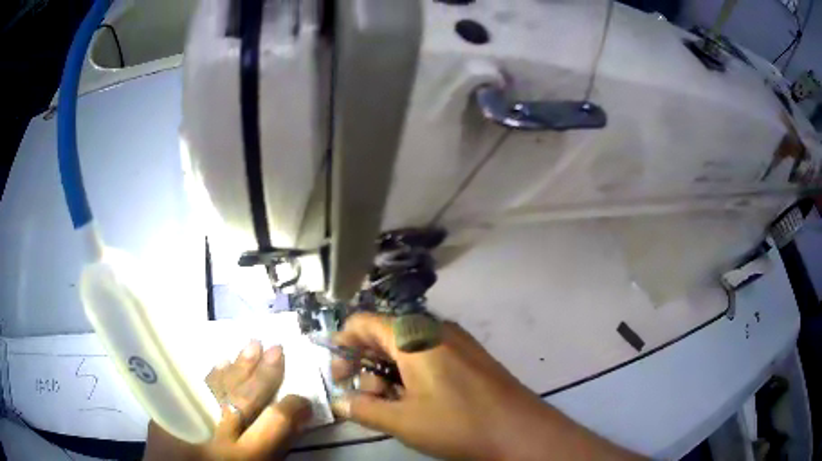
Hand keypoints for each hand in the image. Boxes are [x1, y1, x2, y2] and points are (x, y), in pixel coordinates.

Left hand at [144, 341, 311, 460]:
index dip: (293, 407)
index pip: (276, 420)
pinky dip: (212, 373)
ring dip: (239, 364)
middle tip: (277, 347)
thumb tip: (297, 419)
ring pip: (221, 383)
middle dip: (265, 372)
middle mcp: (218, 430)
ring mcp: (193, 416)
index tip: (304, 397)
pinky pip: (196, 384)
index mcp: (244, 453)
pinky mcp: (172, 408)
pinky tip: (221, 361)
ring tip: (254, 344)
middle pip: (247, 395)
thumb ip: (274, 445)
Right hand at [331, 313, 640, 460]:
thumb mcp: (403, 420)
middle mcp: (434, 328)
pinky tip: (424, 402)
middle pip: (383, 337)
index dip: (342, 348)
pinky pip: (429, 355)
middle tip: (375, 401)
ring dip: (391, 375)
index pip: (362, 323)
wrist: (521, 429)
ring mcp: (456, 340)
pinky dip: (414, 375)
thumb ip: (363, 408)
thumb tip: (340, 402)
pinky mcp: (470, 355)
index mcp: (413, 336)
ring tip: (401, 407)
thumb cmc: (458, 423)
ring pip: (406, 349)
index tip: (340, 380)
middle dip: (368, 368)